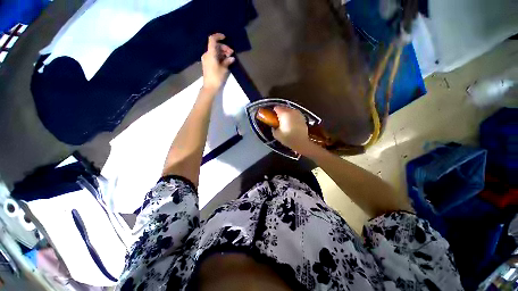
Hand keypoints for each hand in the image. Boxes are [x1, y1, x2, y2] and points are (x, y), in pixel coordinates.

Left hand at [201, 33, 234, 91]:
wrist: (210, 87)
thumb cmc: (216, 77)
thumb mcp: (223, 69)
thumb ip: (227, 61)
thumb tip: (231, 58)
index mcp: (210, 53)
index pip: (212, 40)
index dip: (218, 36)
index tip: (225, 38)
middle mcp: (207, 54)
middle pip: (215, 46)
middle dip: (224, 48)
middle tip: (231, 53)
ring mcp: (207, 59)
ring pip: (215, 52)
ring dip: (222, 53)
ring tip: (230, 58)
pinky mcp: (208, 64)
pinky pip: (213, 56)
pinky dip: (219, 57)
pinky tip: (225, 61)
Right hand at [272, 106, 315, 154]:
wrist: (301, 142)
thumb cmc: (287, 138)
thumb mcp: (276, 135)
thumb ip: (273, 128)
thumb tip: (274, 126)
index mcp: (284, 114)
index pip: (276, 108)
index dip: (273, 112)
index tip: (272, 117)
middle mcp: (291, 111)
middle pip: (283, 108)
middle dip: (280, 112)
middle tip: (278, 119)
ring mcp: (298, 113)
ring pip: (290, 110)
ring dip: (287, 114)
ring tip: (285, 121)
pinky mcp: (302, 117)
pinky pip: (295, 114)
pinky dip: (292, 116)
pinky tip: (291, 123)